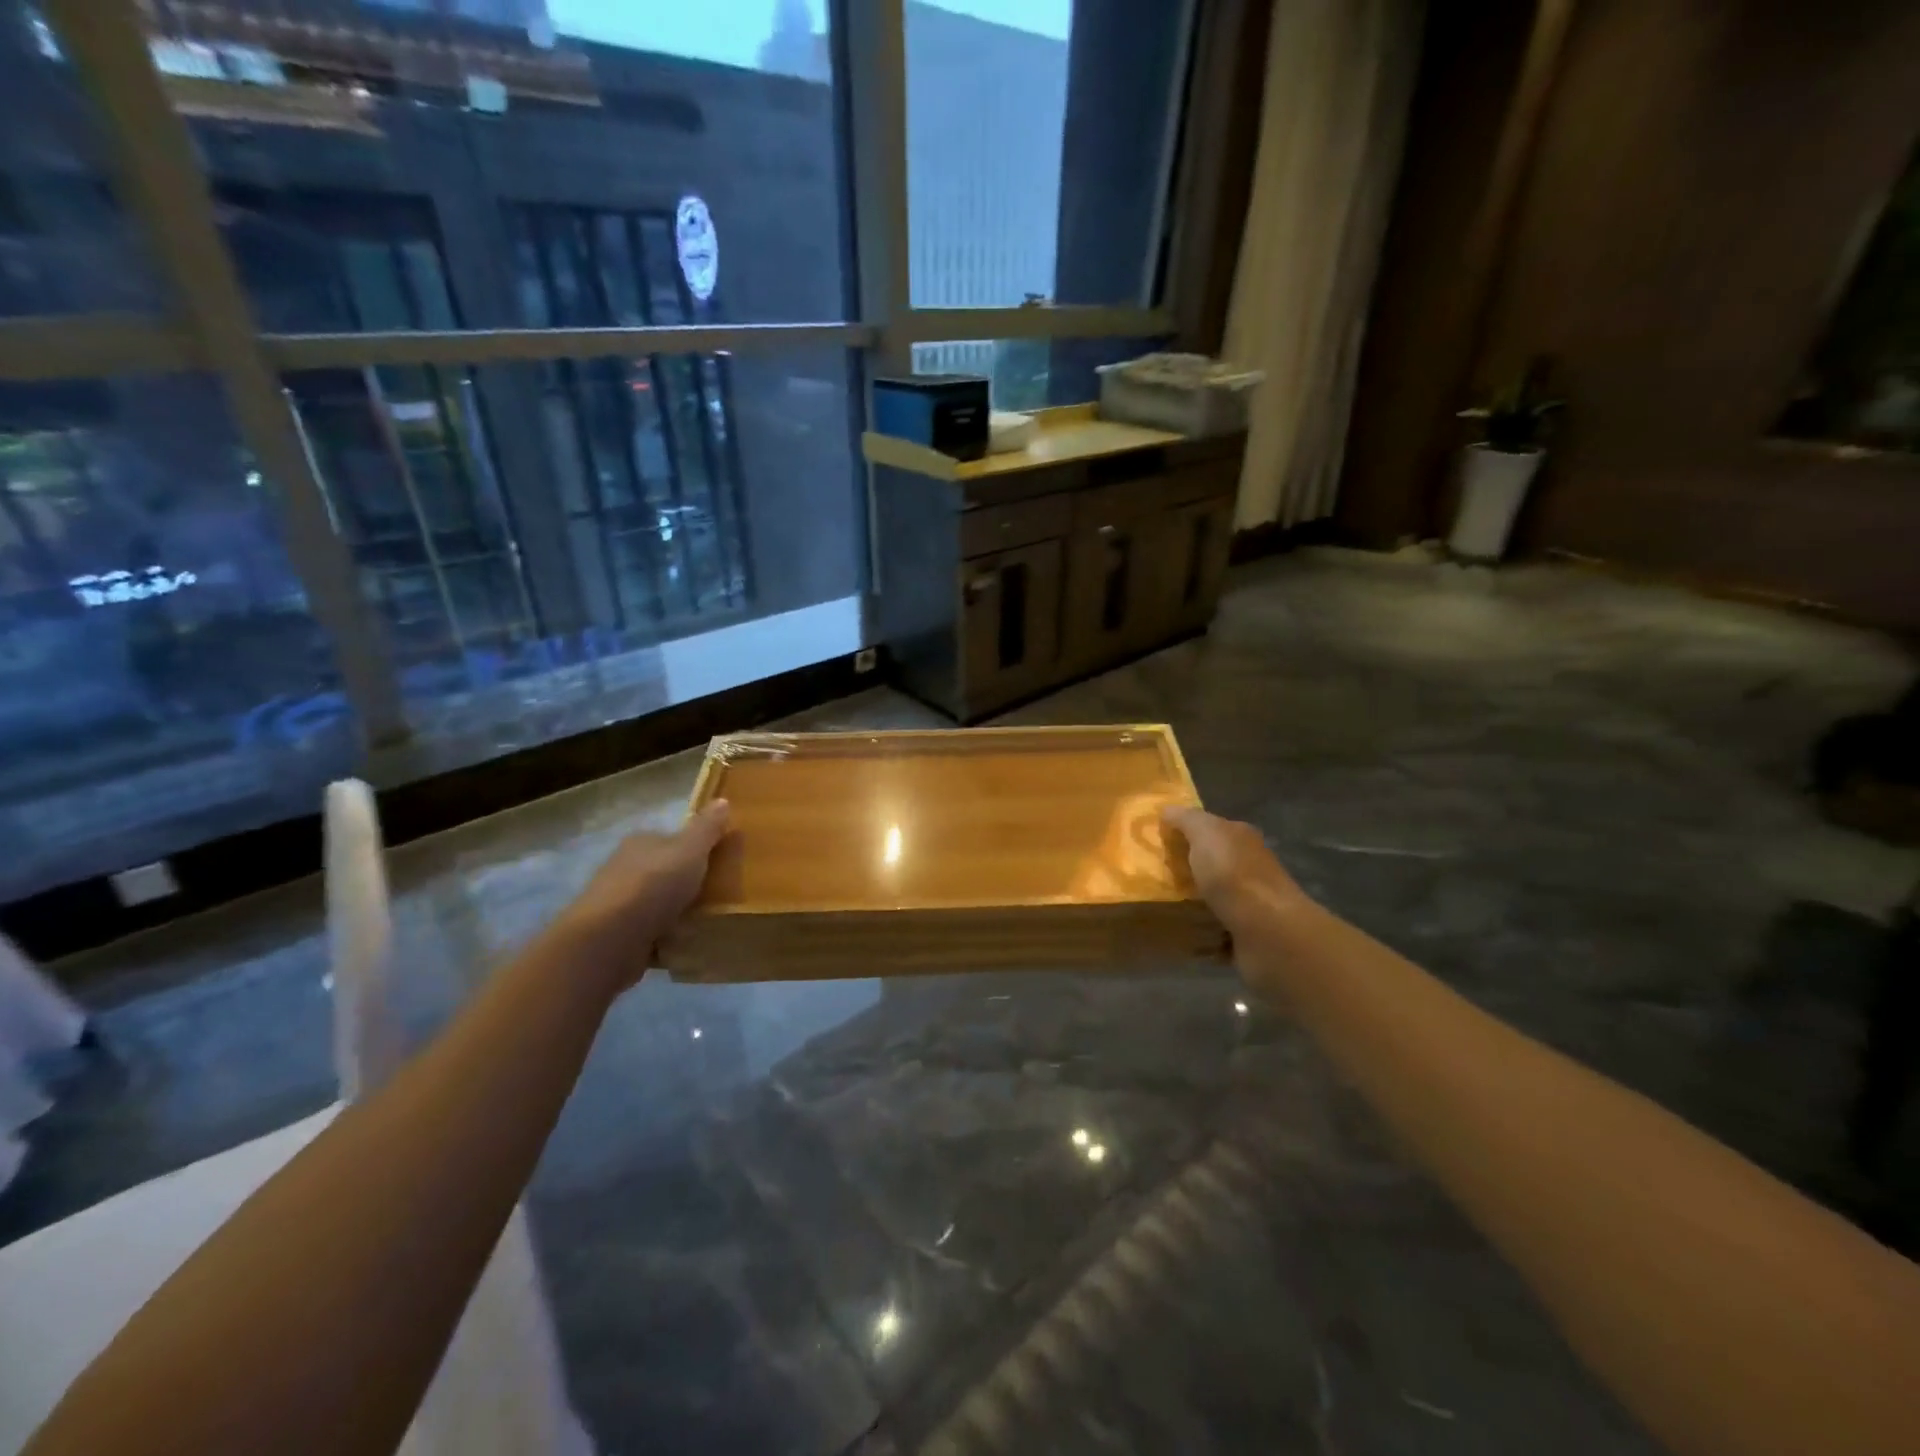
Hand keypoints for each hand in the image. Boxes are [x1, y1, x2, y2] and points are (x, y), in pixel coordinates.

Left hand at [556, 800, 731, 990]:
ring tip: (708, 922)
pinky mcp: (617, 935)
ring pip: (657, 903)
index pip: (671, 839)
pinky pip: (651, 932)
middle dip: (687, 882)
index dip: (695, 849)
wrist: (609, 940)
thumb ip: (707, 828)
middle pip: (665, 871)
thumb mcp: (690, 850)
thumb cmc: (653, 885)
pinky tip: (685, 944)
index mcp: (641, 842)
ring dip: (677, 912)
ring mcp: (618, 903)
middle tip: (719, 895)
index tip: (719, 863)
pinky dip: (666, 938)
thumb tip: (722, 800)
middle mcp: (625, 867)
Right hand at [1161, 805, 1306, 927]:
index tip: (1155, 841)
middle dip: (1185, 865)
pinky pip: (1213, 925)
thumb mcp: (1205, 832)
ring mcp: (1248, 900)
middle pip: (1210, 860)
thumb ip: (1186, 819)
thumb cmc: (1233, 874)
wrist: (1267, 930)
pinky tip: (1179, 927)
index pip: (1209, 827)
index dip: (1183, 831)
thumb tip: (1167, 810)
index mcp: (1241, 837)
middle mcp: (1248, 865)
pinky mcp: (1244, 932)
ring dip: (1190, 897)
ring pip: (1212, 893)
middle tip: (1151, 872)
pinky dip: (1199, 926)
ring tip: (1159, 902)